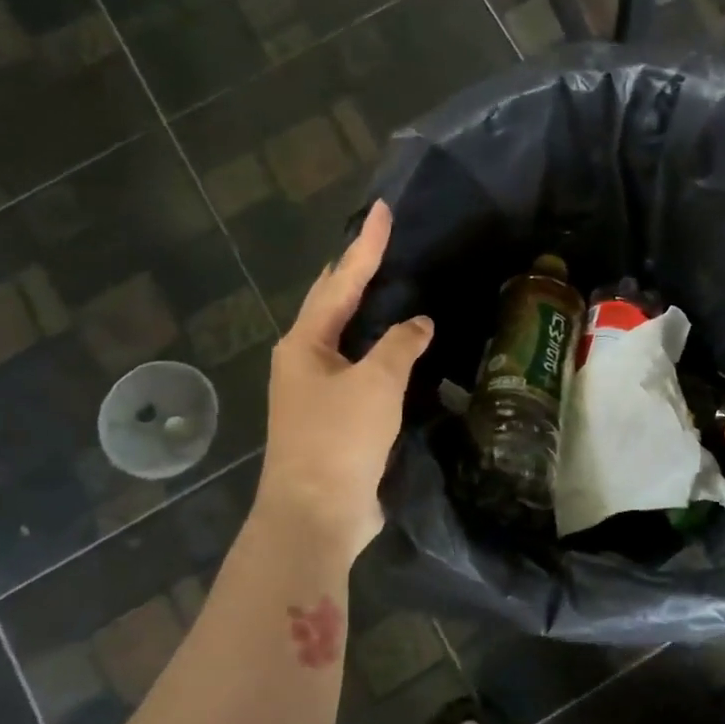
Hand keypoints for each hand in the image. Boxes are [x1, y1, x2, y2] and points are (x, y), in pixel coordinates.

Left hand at [258, 200, 432, 558]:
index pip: (341, 281)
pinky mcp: (335, 418)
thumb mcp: (376, 384)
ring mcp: (317, 391)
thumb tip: (419, 323)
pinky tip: (398, 350)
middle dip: (355, 272)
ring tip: (390, 285)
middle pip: (333, 304)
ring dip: (366, 311)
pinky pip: (361, 370)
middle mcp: (305, 361)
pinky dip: (379, 351)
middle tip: (380, 242)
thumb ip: (400, 346)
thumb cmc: (339, 439)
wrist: (317, 513)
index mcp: (305, 344)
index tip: (382, 211)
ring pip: (346, 338)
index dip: (365, 245)